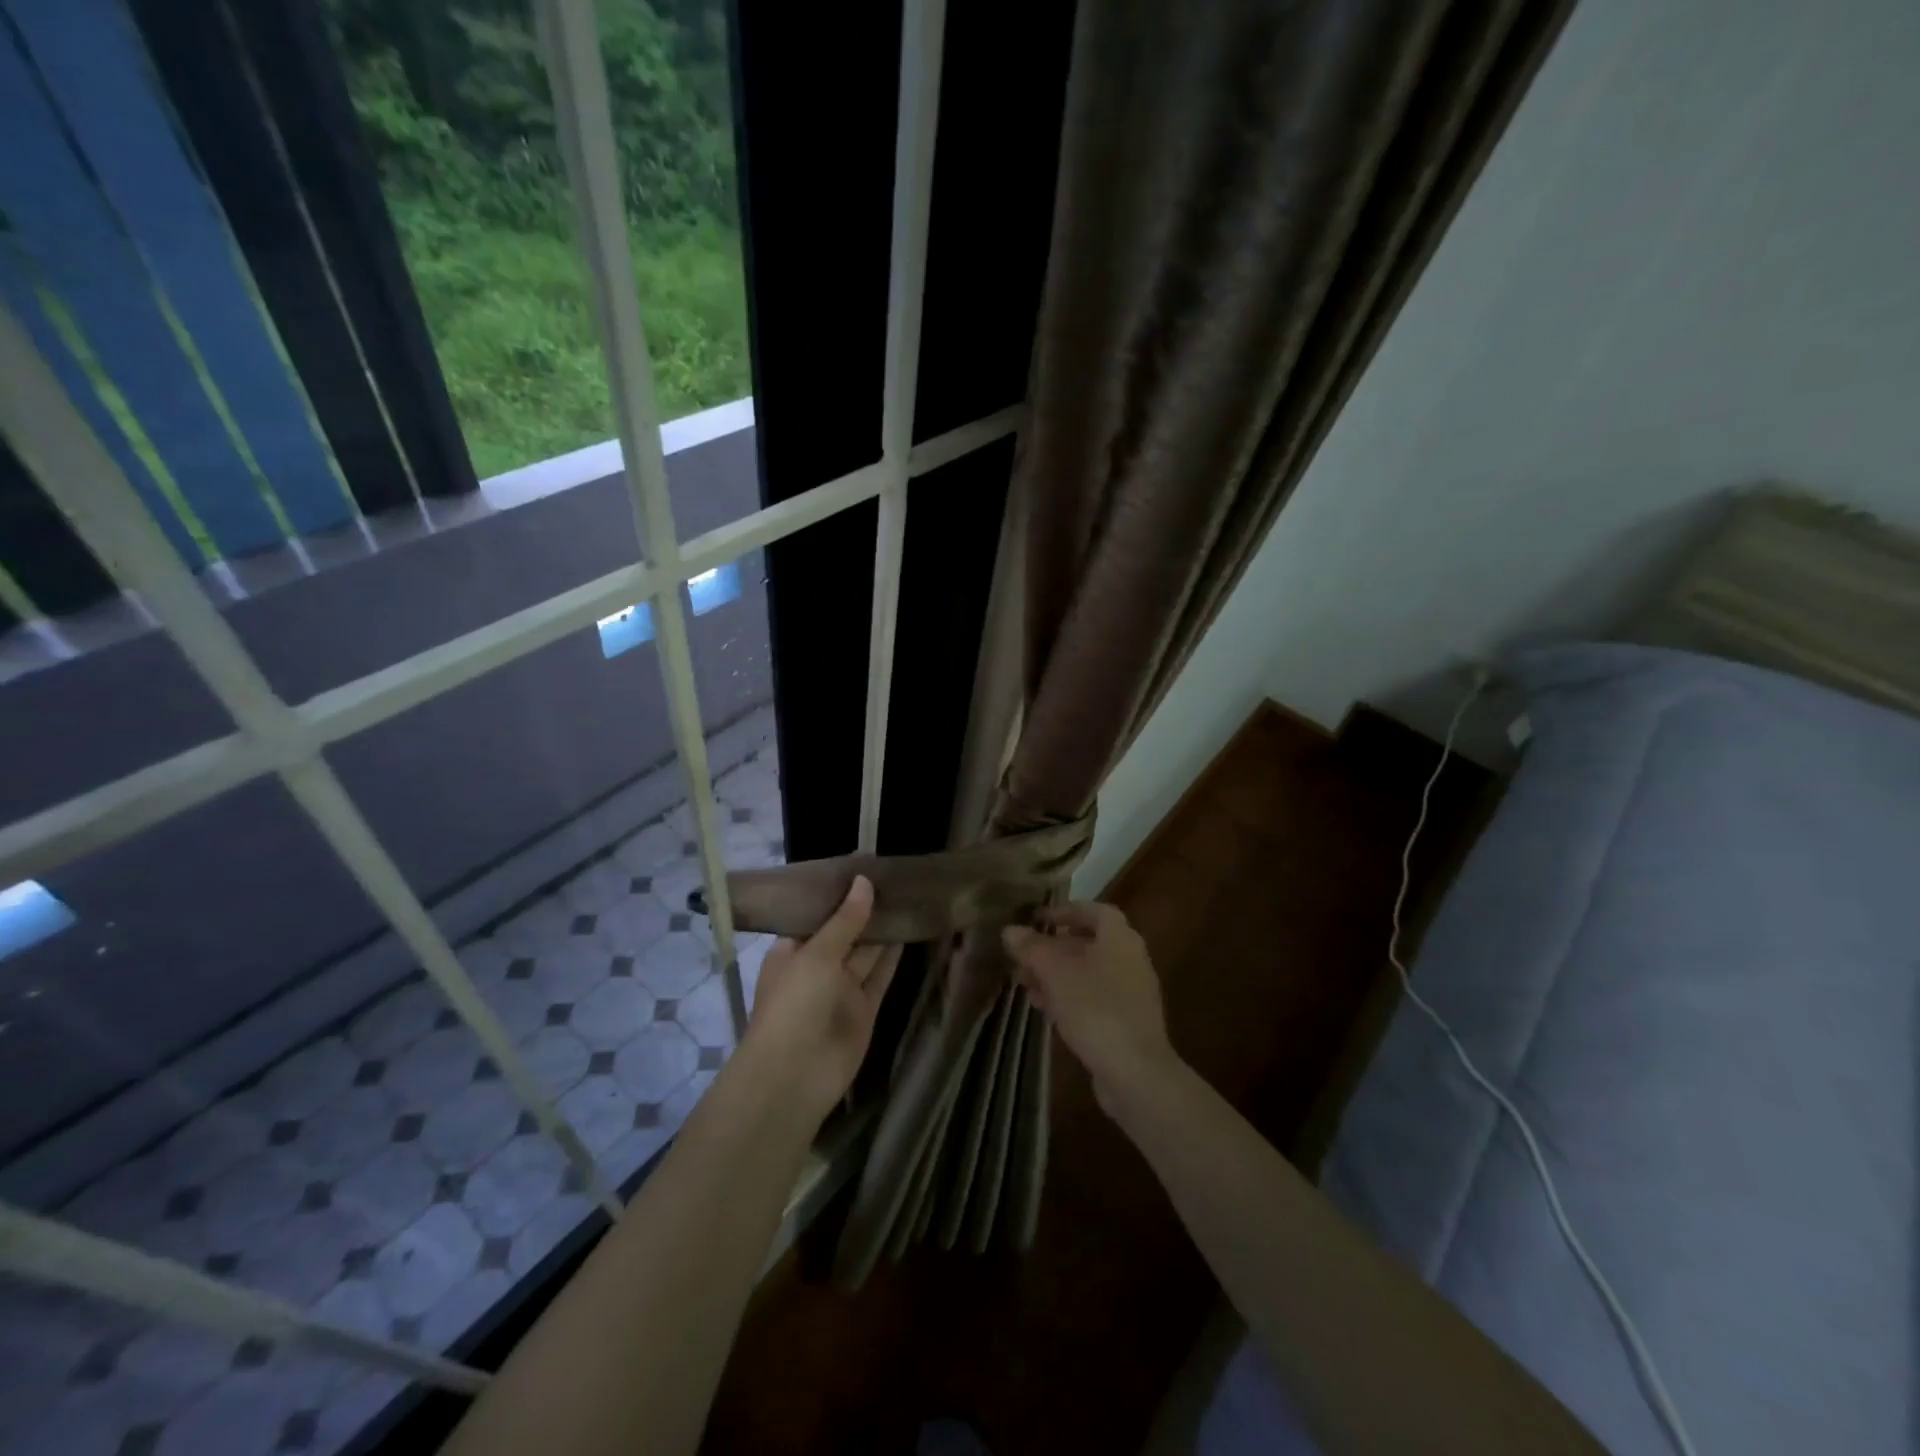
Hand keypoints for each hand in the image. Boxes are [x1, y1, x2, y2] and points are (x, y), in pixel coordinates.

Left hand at [741, 875, 899, 1120]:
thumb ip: (845, 919)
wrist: (795, 1075)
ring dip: (883, 930)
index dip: (839, 894)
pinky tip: (909, 930)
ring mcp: (841, 991)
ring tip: (908, 896)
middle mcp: (816, 968)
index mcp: (792, 951)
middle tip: (895, 877)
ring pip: (866, 954)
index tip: (864, 867)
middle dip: (865, 910)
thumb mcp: (816, 953)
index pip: (817, 916)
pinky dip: (893, 957)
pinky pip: (880, 977)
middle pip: (845, 933)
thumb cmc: (794, 1004)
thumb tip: (864, 880)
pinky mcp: (864, 1010)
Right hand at [1002, 902, 1179, 1114]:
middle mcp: (1129, 959)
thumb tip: (1010, 930)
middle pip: (1088, 943)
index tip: (1037, 919)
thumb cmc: (1096, 1009)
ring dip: (1056, 974)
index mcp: (1120, 938)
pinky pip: (1092, 999)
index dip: (1065, 911)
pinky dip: (1068, 997)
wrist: (1136, 1072)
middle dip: (1053, 947)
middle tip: (1023, 954)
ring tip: (1024, 981)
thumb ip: (1032, 948)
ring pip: (1087, 973)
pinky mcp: (1125, 1022)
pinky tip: (1043, 1008)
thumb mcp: (1056, 973)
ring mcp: (1130, 993)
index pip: (1094, 910)